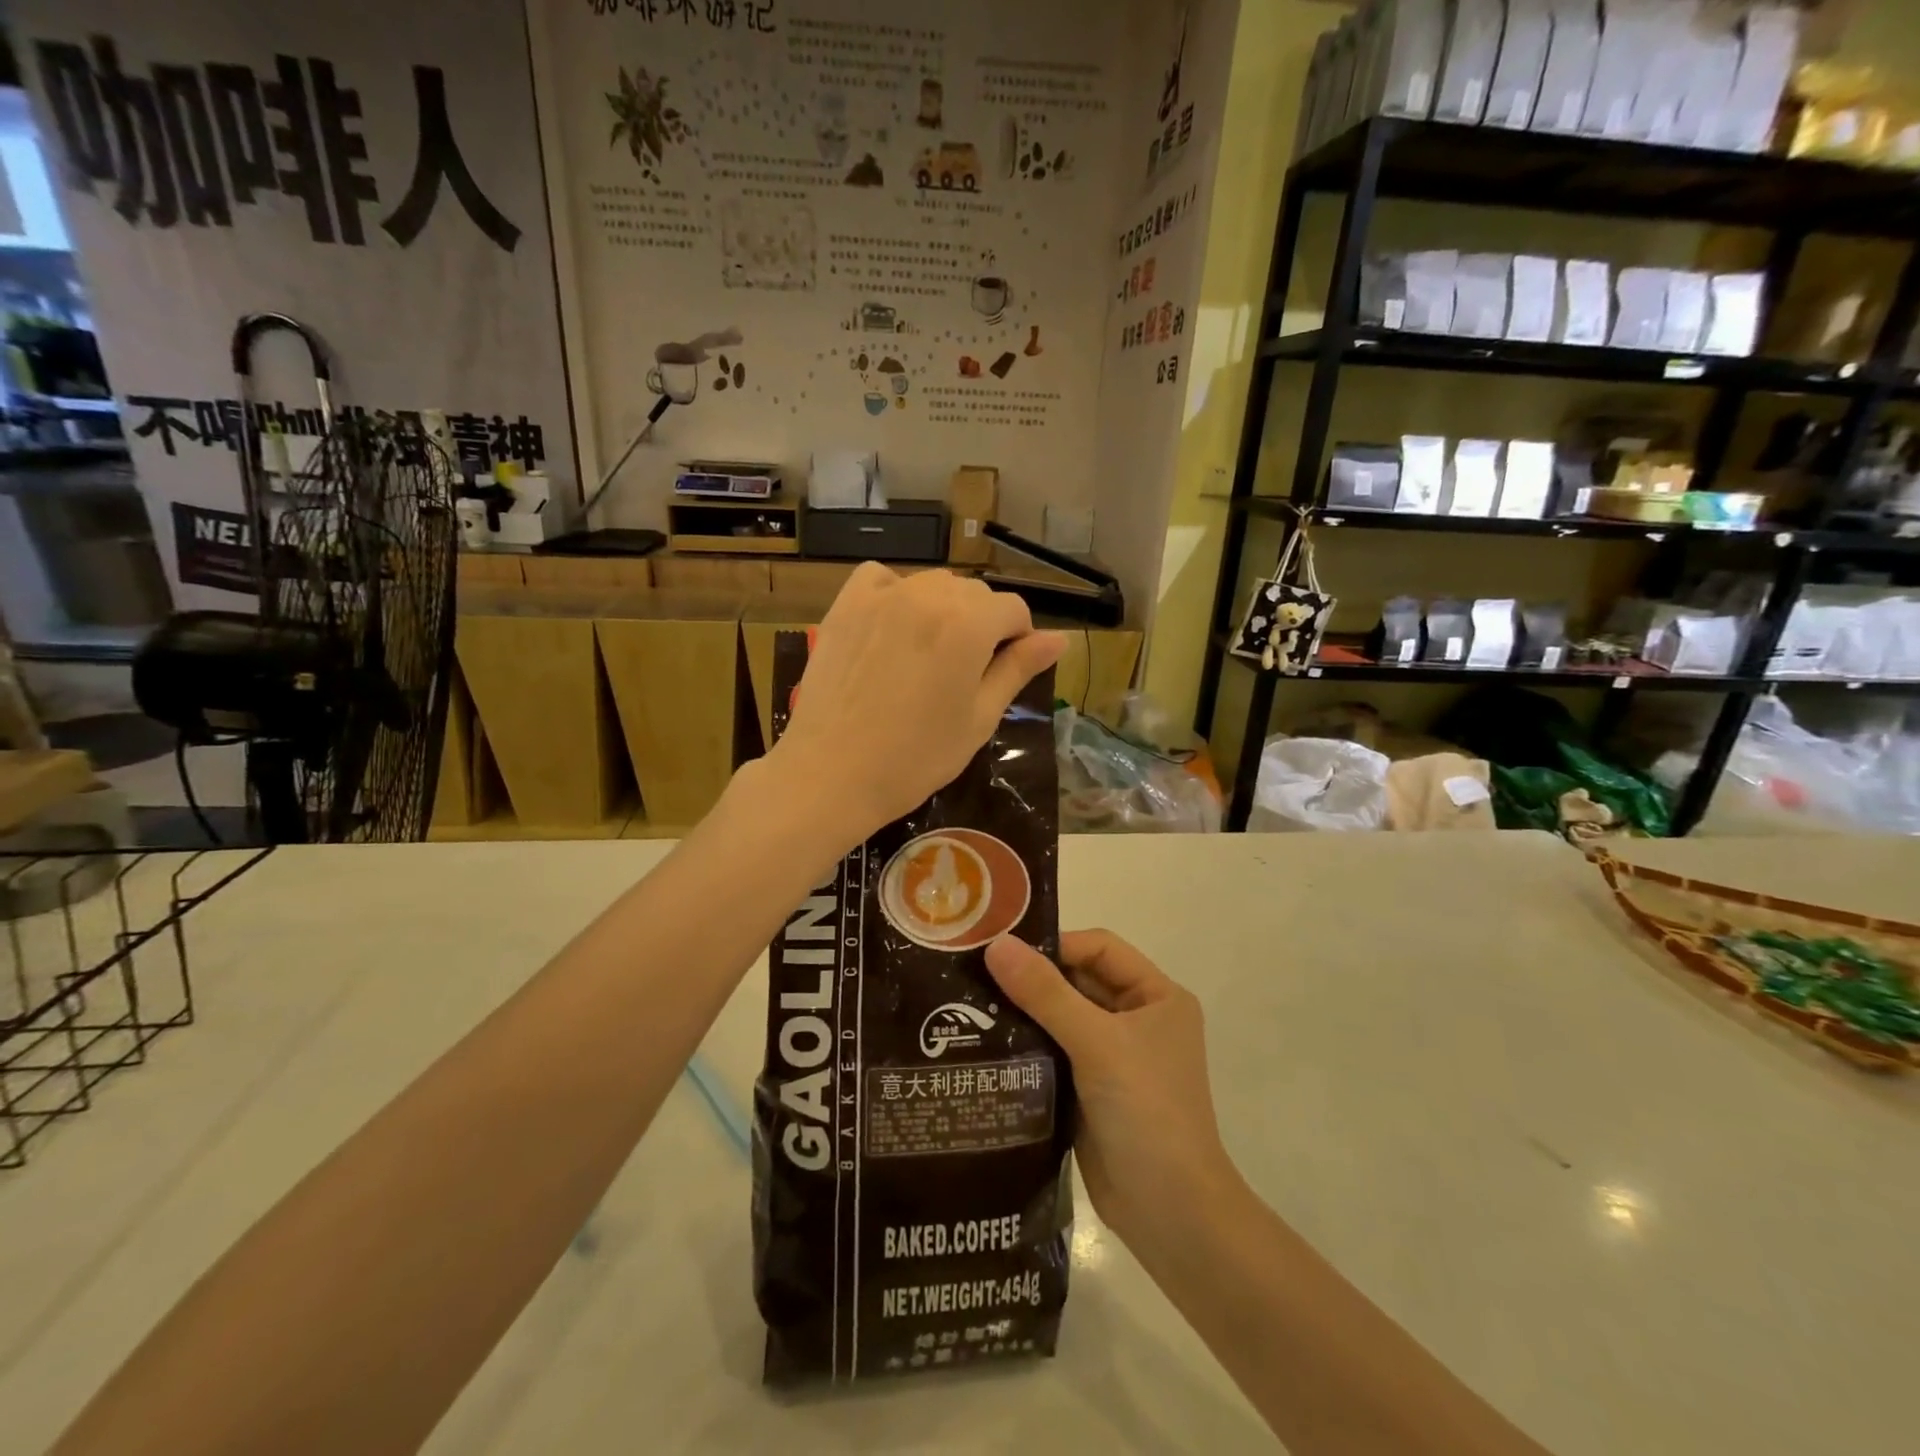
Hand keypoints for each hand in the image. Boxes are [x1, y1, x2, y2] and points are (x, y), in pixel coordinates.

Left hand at [772, 564, 1063, 836]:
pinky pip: (882, 578)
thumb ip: (1018, 669)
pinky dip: (896, 594)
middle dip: (982, 625)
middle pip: (975, 594)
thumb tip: (1061, 639)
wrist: (832, 773)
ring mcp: (883, 595)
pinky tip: (893, 627)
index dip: (1018, 640)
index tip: (1003, 672)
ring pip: (932, 585)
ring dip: (942, 610)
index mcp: (969, 624)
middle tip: (963, 675)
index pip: (1014, 609)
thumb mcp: (979, 718)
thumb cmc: (916, 757)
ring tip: (927, 656)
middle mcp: (929, 595)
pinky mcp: (846, 604)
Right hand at [984, 931, 1239, 1251]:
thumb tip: (996, 944)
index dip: (1055, 945)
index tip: (1003, 951)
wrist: (1171, 1215)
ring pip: (1062, 1018)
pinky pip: (1055, 1053)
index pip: (1100, 949)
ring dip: (1025, 1013)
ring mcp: (1115, 1058)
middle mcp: (1138, 1020)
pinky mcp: (1092, 1091)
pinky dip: (1027, 1047)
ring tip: (971, 1006)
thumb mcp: (1097, 1043)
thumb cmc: (1146, 1111)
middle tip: (975, 975)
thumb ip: (1046, 993)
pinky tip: (986, 1044)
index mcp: (1157, 997)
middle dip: (1033, 979)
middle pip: (1079, 982)